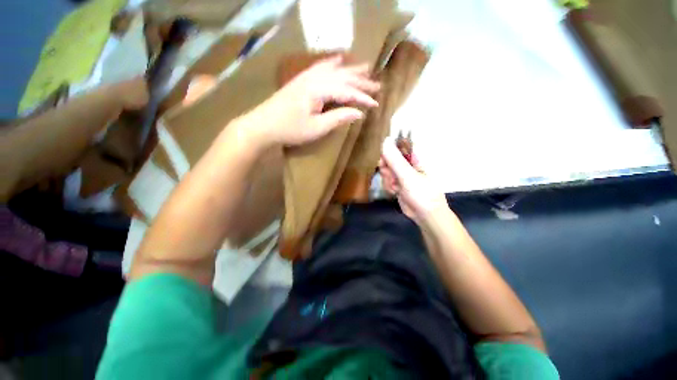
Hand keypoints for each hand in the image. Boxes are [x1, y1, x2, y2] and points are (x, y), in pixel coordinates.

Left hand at [240, 55, 379, 148]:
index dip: (363, 97)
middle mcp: (314, 78)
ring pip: (334, 70)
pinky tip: (338, 59)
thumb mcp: (317, 128)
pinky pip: (320, 67)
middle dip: (361, 81)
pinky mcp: (301, 80)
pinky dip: (332, 63)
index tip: (376, 104)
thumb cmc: (290, 129)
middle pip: (343, 76)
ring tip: (366, 67)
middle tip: (377, 85)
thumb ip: (338, 118)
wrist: (263, 124)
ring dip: (351, 69)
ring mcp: (306, 77)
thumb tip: (359, 113)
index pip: (347, 91)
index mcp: (319, 89)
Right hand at [379, 137, 449, 224]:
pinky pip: (387, 181)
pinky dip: (388, 187)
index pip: (398, 146)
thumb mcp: (407, 176)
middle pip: (389, 159)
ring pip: (386, 171)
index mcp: (414, 157)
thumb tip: (385, 141)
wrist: (426, 215)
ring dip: (387, 180)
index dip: (388, 152)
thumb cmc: (422, 193)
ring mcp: (402, 175)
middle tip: (391, 178)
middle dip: (387, 170)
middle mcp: (407, 164)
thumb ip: (395, 160)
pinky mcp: (398, 184)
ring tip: (395, 188)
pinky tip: (395, 192)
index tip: (383, 162)